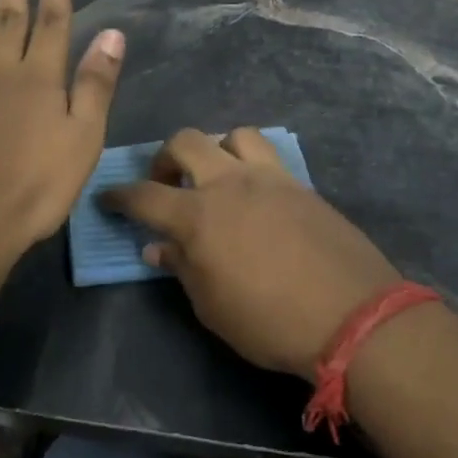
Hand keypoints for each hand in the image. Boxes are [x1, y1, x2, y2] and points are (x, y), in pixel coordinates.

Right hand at [102, 128, 399, 379]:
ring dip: (216, 151)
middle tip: (166, 185)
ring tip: (217, 180)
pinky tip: (255, 194)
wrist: (350, 315)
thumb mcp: (211, 306)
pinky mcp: (299, 184)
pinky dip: (251, 163)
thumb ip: (181, 268)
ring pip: (232, 135)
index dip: (118, 196)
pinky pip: (268, 156)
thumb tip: (158, 247)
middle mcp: (229, 183)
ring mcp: (269, 178)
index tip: (107, 198)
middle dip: (164, 158)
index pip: (143, 195)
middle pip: (185, 142)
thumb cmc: (269, 321)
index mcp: (198, 215)